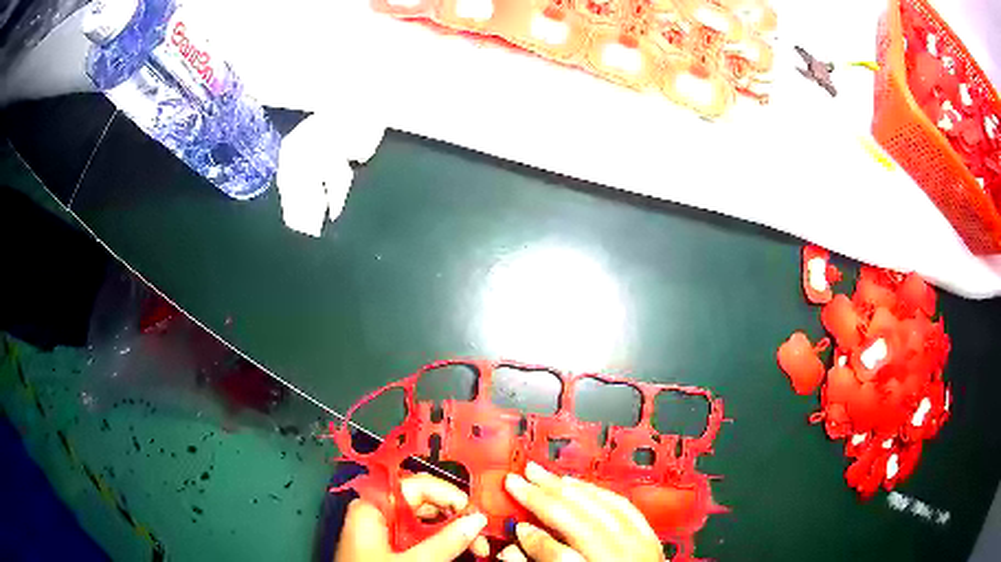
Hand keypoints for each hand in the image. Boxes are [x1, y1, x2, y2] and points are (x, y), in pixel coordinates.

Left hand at [335, 472, 490, 561]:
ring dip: (450, 532)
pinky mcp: (386, 546)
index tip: (473, 512)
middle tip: (480, 534)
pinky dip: (438, 542)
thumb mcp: (413, 561)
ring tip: (474, 546)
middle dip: (454, 517)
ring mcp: (381, 530)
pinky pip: (417, 536)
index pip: (415, 485)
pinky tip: (455, 551)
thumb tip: (477, 519)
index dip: (448, 494)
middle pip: (422, 502)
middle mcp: (375, 512)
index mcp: (372, 506)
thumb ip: (446, 540)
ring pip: (423, 521)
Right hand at [498, 462, 664, 561]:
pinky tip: (579, 484)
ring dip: (568, 488)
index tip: (517, 527)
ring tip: (542, 474)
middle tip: (517, 480)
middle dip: (543, 499)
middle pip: (579, 523)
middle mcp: (620, 559)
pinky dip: (598, 492)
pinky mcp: (650, 538)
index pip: (559, 556)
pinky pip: (623, 507)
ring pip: (602, 508)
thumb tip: (513, 551)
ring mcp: (640, 547)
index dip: (534, 540)